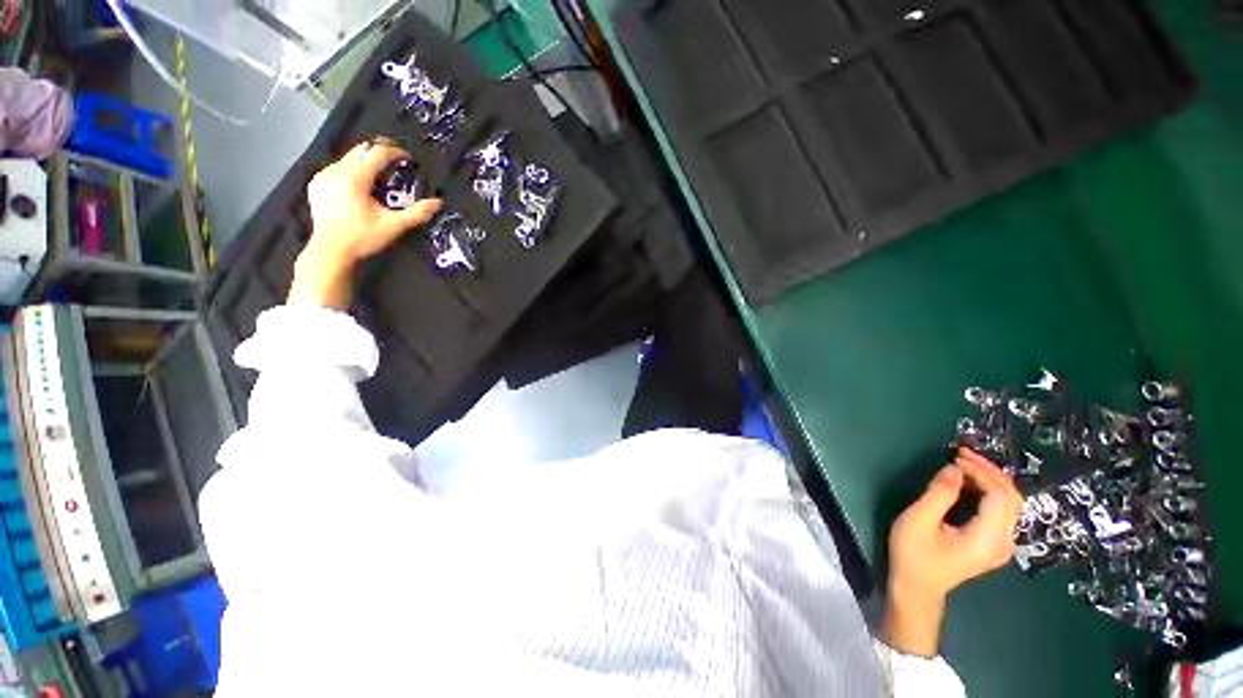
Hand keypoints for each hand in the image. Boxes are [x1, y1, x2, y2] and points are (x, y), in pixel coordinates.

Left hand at [290, 140, 442, 308]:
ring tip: (381, 177)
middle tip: (397, 161)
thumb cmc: (363, 238)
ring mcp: (323, 176)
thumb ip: (417, 213)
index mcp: (353, 179)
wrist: (330, 251)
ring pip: (349, 158)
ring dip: (367, 162)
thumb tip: (438, 202)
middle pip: (360, 150)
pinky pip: (338, 168)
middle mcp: (335, 171)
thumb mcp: (394, 226)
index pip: (375, 153)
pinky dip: (353, 171)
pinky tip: (361, 186)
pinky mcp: (317, 183)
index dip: (394, 152)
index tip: (407, 158)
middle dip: (380, 152)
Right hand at [881, 448, 1022, 656]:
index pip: (999, 496)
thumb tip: (954, 468)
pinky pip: (1003, 511)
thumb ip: (939, 493)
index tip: (956, 456)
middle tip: (963, 455)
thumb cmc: (914, 554)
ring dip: (992, 480)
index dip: (982, 472)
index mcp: (987, 539)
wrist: (917, 588)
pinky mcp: (995, 545)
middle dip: (990, 472)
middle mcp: (1004, 542)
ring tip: (966, 464)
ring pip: (1011, 504)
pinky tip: (971, 483)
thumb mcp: (919, 520)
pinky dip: (990, 492)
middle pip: (1012, 498)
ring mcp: (1002, 545)